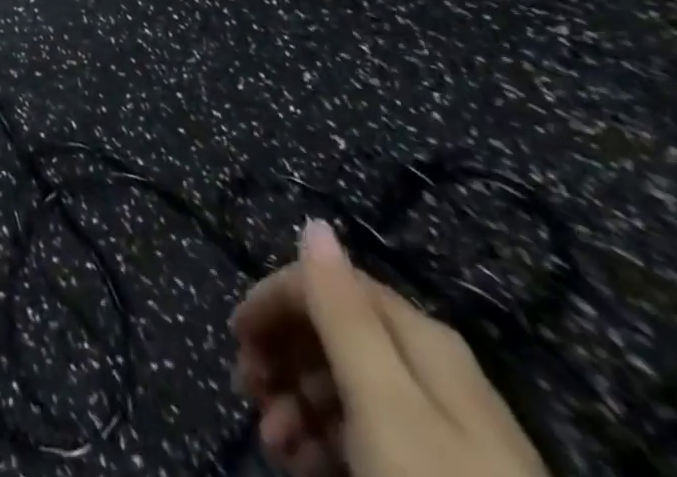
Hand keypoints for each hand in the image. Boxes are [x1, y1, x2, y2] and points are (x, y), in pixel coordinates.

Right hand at [232, 221, 545, 476]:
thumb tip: (315, 224)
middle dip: (281, 356)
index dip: (273, 300)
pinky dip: (325, 441)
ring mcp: (441, 429)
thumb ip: (344, 312)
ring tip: (274, 445)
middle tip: (248, 391)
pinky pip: (368, 435)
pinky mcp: (438, 473)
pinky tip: (303, 464)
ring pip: (346, 388)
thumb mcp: (382, 402)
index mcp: (420, 338)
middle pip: (335, 334)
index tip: (236, 339)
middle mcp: (431, 369)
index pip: (328, 284)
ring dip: (296, 403)